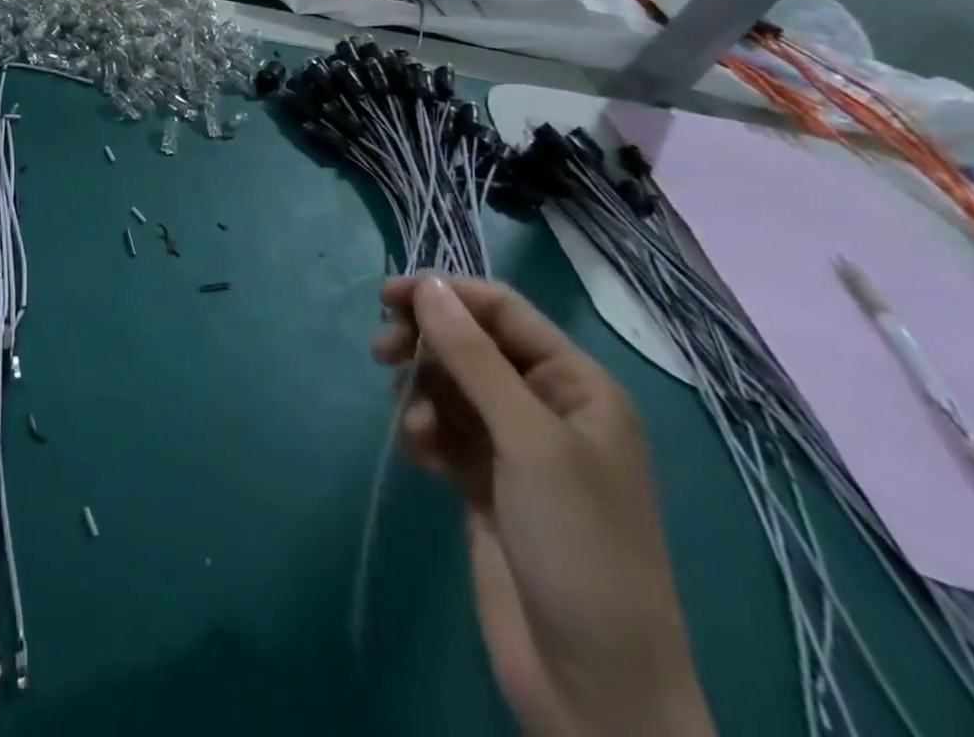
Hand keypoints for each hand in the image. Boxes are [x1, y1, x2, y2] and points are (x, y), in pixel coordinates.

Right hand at [372, 277, 713, 736]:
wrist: (593, 689)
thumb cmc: (578, 547)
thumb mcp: (528, 441)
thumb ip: (473, 357)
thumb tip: (427, 285)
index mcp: (577, 386)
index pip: (502, 311)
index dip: (445, 294)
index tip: (387, 296)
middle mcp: (545, 406)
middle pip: (469, 343)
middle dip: (425, 344)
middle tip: (380, 354)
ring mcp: (513, 447)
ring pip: (448, 385)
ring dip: (421, 394)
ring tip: (413, 428)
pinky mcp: (482, 481)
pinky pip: (441, 430)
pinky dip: (423, 433)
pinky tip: (419, 457)